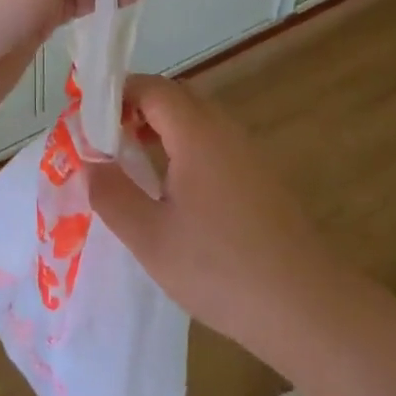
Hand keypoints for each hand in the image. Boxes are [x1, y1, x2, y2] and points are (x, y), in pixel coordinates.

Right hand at [89, 75, 343, 371]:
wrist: (307, 308)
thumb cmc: (221, 269)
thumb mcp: (150, 238)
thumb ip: (112, 194)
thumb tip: (89, 162)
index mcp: (196, 131)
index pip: (150, 87)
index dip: (115, 96)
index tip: (88, 124)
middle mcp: (223, 128)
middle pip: (174, 96)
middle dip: (135, 108)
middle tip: (106, 142)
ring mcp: (247, 151)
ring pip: (195, 119)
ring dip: (160, 128)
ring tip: (132, 164)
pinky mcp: (260, 176)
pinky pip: (213, 142)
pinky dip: (184, 147)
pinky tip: (174, 191)